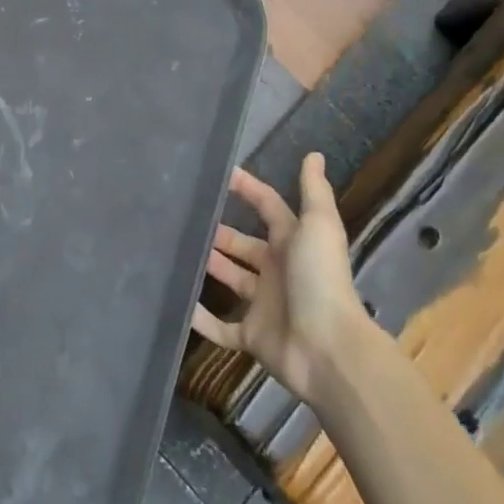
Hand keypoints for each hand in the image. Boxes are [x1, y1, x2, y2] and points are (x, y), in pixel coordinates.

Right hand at [192, 153, 366, 400]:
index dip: (247, 189)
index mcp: (293, 243)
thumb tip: (314, 154)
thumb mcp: (318, 227)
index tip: (217, 175)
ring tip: (175, 250)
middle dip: (219, 232)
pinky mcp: (252, 336)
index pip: (268, 208)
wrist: (328, 350)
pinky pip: (221, 327)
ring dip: (209, 266)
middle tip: (186, 218)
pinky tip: (179, 303)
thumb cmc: (320, 280)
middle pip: (244, 245)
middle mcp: (278, 270)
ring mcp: (264, 304)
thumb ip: (314, 191)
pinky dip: (201, 318)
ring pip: (231, 279)